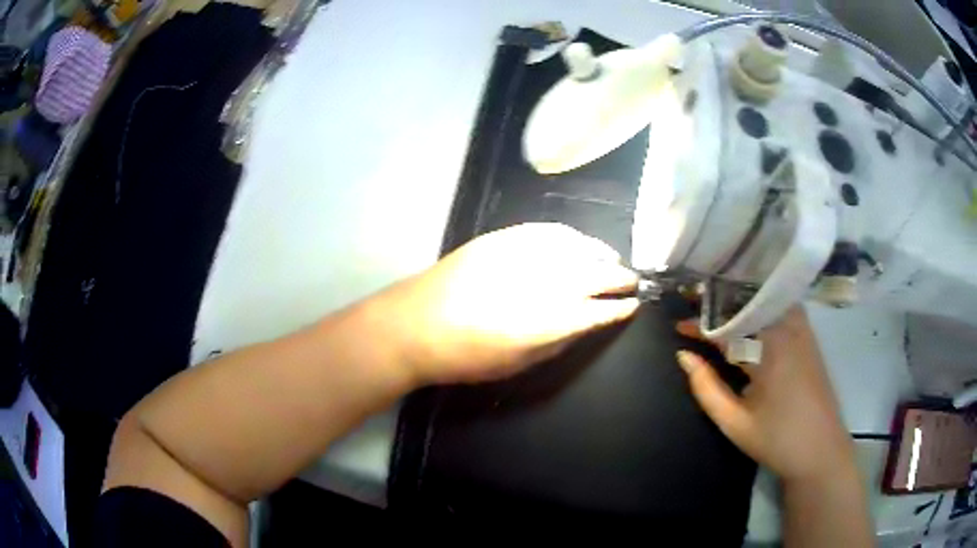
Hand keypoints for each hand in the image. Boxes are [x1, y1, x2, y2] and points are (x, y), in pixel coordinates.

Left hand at [373, 223, 639, 383]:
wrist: (415, 324)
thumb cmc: (466, 356)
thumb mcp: (518, 364)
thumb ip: (558, 342)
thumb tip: (584, 324)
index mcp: (549, 321)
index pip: (599, 310)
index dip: (619, 308)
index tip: (632, 306)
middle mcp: (543, 282)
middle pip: (595, 274)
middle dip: (618, 278)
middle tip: (631, 281)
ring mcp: (523, 254)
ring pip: (576, 247)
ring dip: (600, 253)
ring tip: (612, 259)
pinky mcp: (503, 238)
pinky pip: (548, 231)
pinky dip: (570, 236)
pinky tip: (579, 241)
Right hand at [676, 307, 854, 481]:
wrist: (821, 451)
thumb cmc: (776, 439)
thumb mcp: (734, 421)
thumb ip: (706, 387)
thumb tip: (683, 356)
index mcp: (770, 347)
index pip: (729, 323)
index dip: (701, 324)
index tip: (679, 326)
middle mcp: (789, 328)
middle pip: (750, 302)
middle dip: (721, 303)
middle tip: (696, 310)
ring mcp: (803, 330)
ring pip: (768, 301)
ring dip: (742, 304)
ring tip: (719, 313)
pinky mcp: (809, 338)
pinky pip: (782, 310)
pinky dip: (762, 310)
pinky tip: (750, 322)